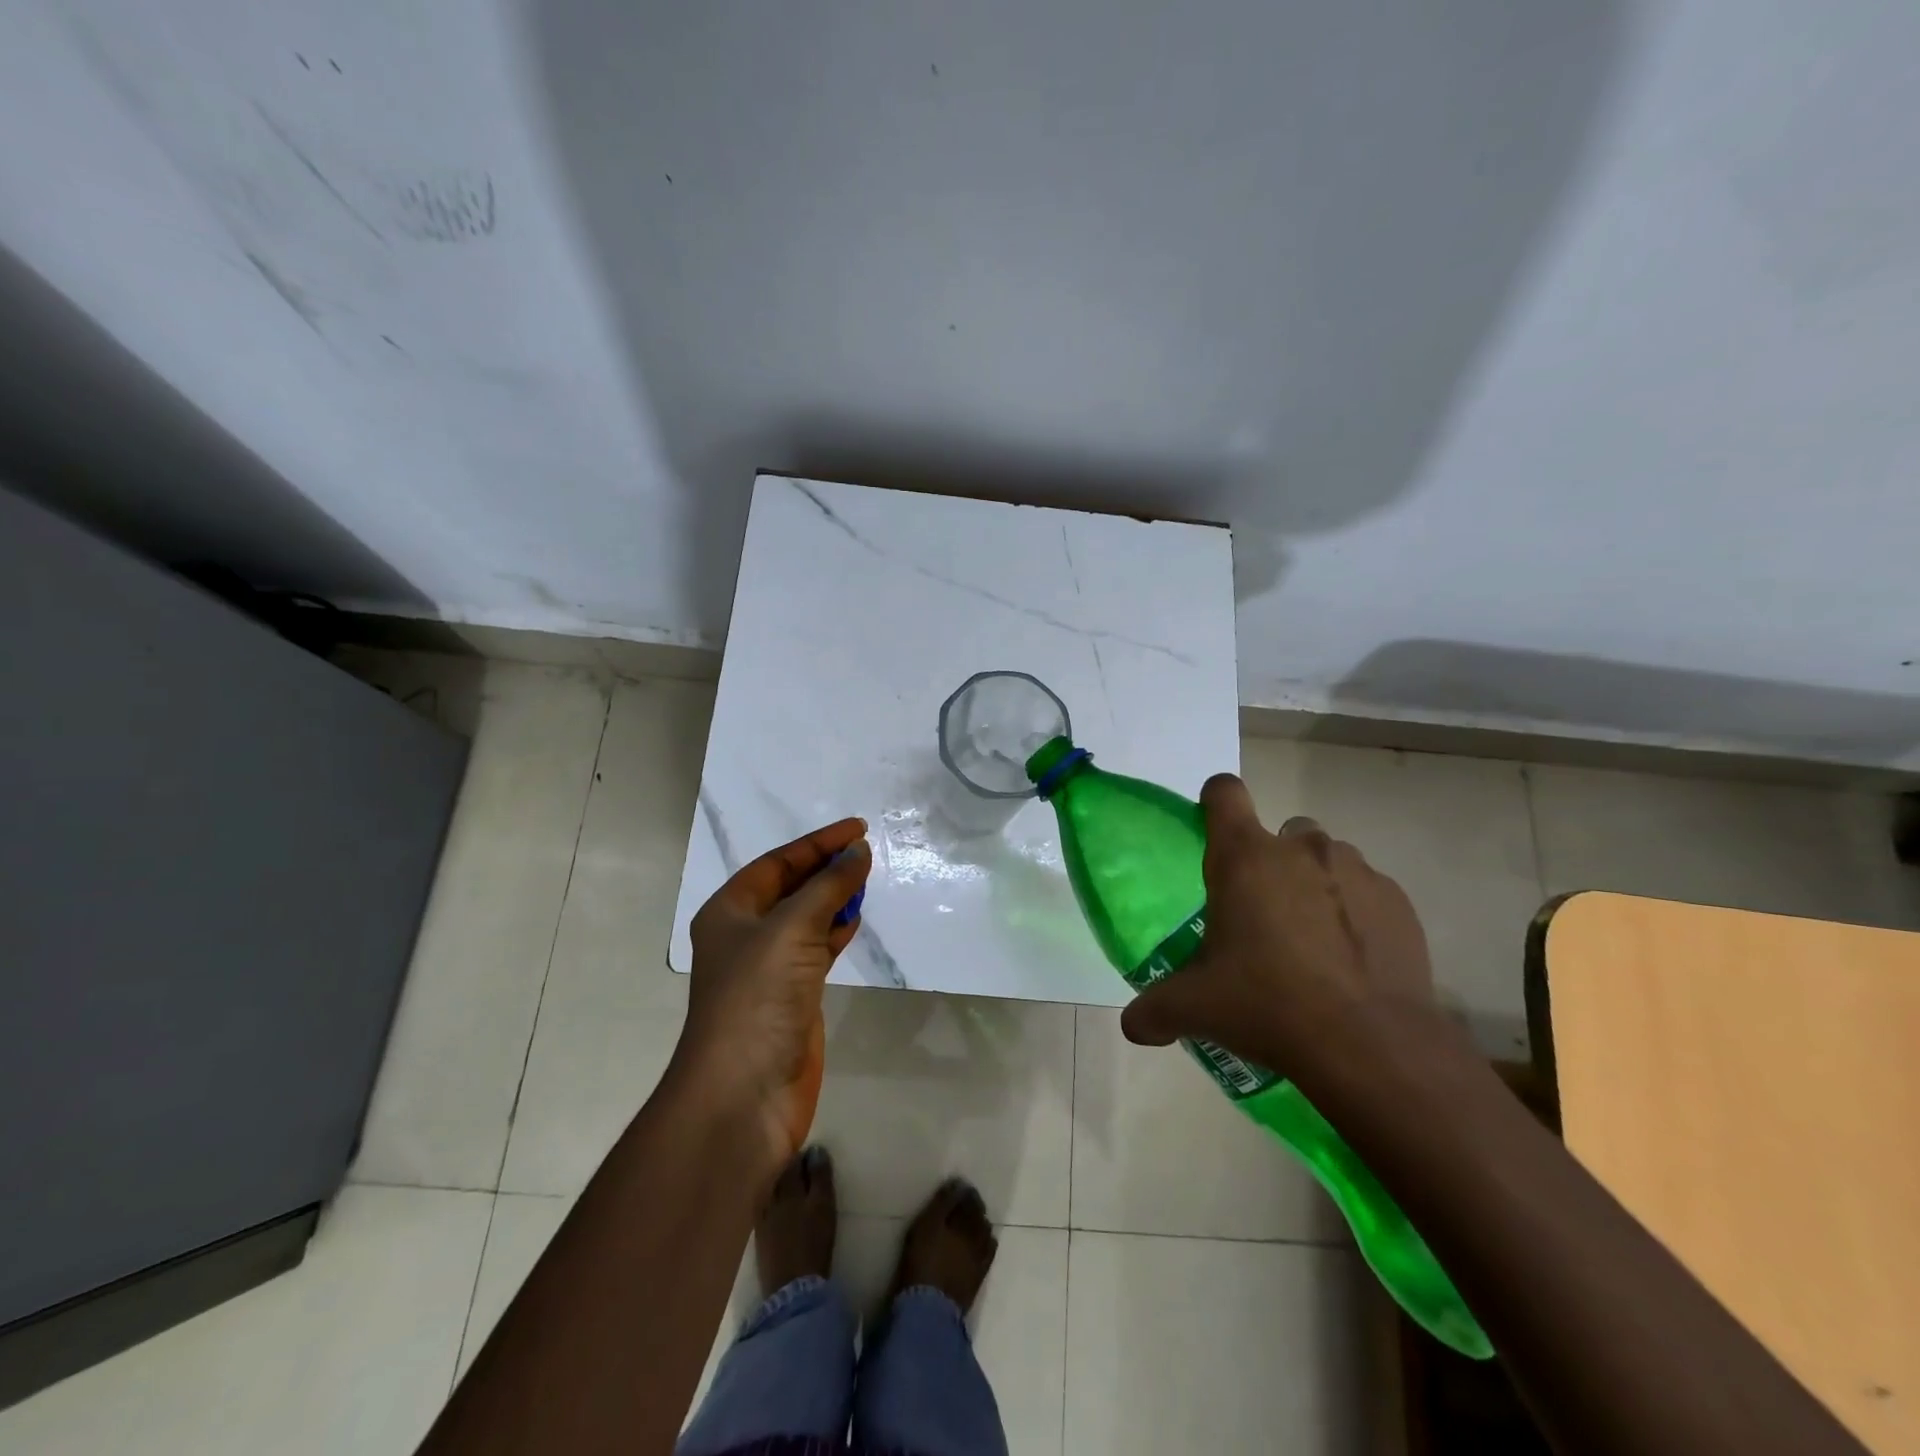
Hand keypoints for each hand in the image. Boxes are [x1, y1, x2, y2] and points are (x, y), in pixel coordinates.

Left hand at [679, 818, 871, 1169]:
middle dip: (826, 867)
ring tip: (866, 879)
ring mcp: (769, 967)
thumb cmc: (758, 997)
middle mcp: (746, 934)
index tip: (858, 829)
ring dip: (833, 897)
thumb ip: (829, 886)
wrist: (744, 1093)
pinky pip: (816, 948)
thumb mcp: (792, 929)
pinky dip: (836, 931)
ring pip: (805, 917)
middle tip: (865, 851)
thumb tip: (859, 851)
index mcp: (730, 910)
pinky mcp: (792, 995)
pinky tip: (855, 920)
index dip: (818, 842)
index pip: (778, 862)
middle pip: (790, 886)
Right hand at [1119, 774, 1433, 1074]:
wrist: (1373, 1046)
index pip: (1224, 793)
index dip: (1215, 802)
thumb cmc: (1269, 1004)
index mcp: (1244, 858)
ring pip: (1327, 859)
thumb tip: (1132, 1027)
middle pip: (1280, 831)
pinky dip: (1357, 913)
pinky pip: (1368, 891)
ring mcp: (1357, 870)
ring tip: (1311, 942)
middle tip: (1262, 913)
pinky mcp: (1398, 902)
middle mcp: (1301, 849)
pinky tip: (1352, 962)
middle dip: (1270, 861)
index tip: (1211, 830)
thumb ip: (1154, 1010)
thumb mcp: (1197, 1009)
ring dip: (1315, 885)